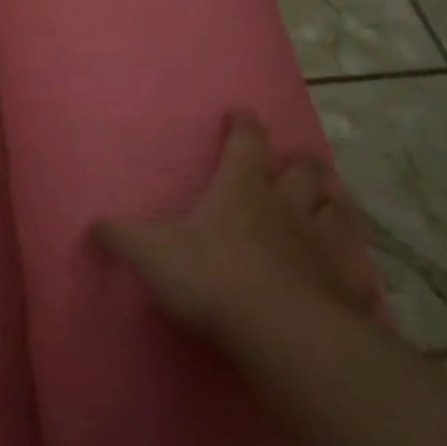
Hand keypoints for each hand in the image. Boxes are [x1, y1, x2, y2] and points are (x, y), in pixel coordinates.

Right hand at [91, 113, 382, 339]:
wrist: (279, 330)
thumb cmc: (211, 278)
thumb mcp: (151, 255)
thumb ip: (120, 238)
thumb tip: (90, 224)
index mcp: (241, 189)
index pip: (246, 141)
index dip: (243, 125)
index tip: (240, 114)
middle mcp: (286, 206)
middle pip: (304, 170)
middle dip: (299, 162)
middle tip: (293, 164)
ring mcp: (321, 243)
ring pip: (336, 209)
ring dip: (331, 203)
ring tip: (326, 205)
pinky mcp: (344, 284)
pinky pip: (356, 270)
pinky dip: (353, 268)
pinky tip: (352, 276)